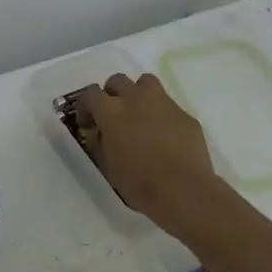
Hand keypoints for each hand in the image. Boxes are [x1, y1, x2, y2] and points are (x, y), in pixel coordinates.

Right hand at [74, 73, 217, 224]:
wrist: (183, 191)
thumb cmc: (138, 182)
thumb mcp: (107, 165)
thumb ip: (99, 142)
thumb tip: (98, 133)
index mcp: (111, 111)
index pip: (90, 94)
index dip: (86, 107)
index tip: (88, 123)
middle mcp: (135, 98)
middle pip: (117, 80)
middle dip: (112, 94)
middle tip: (114, 116)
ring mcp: (163, 103)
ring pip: (146, 82)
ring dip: (138, 94)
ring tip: (140, 116)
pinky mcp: (185, 114)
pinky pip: (168, 106)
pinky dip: (162, 115)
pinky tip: (165, 137)